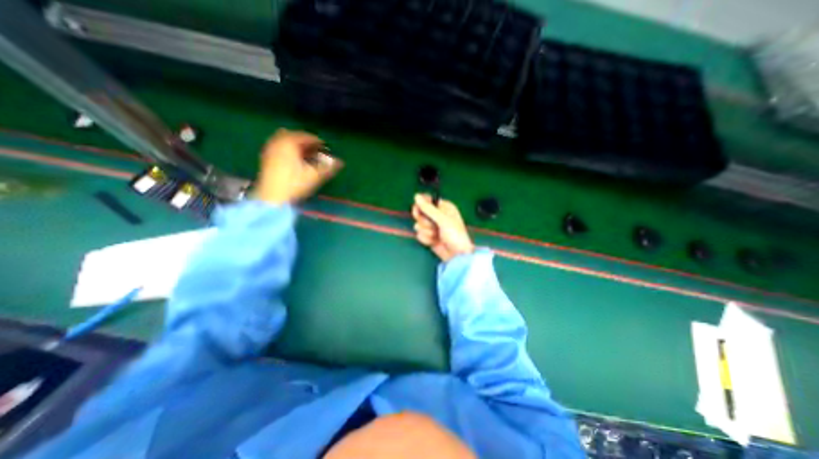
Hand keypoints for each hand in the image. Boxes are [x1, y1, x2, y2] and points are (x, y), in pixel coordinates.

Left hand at [254, 127, 341, 203]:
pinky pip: (278, 147)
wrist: (272, 198)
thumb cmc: (295, 184)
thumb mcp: (314, 175)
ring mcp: (269, 150)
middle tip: (316, 150)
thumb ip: (328, 167)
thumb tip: (340, 161)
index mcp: (289, 143)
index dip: (318, 142)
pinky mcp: (265, 159)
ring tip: (306, 156)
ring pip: (284, 141)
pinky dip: (288, 150)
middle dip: (305, 142)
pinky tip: (295, 161)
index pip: (306, 136)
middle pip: (293, 136)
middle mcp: (277, 142)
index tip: (326, 149)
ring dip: (296, 146)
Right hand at [414, 194, 477, 260]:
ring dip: (427, 231)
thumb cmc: (455, 235)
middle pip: (420, 212)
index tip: (419, 210)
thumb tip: (416, 196)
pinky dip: (426, 239)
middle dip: (424, 221)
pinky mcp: (428, 236)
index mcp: (444, 207)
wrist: (457, 255)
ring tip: (437, 235)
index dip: (421, 205)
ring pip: (418, 224)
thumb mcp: (443, 219)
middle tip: (432, 225)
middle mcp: (437, 215)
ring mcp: (432, 226)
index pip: (427, 200)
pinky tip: (435, 241)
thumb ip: (429, 208)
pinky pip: (419, 234)